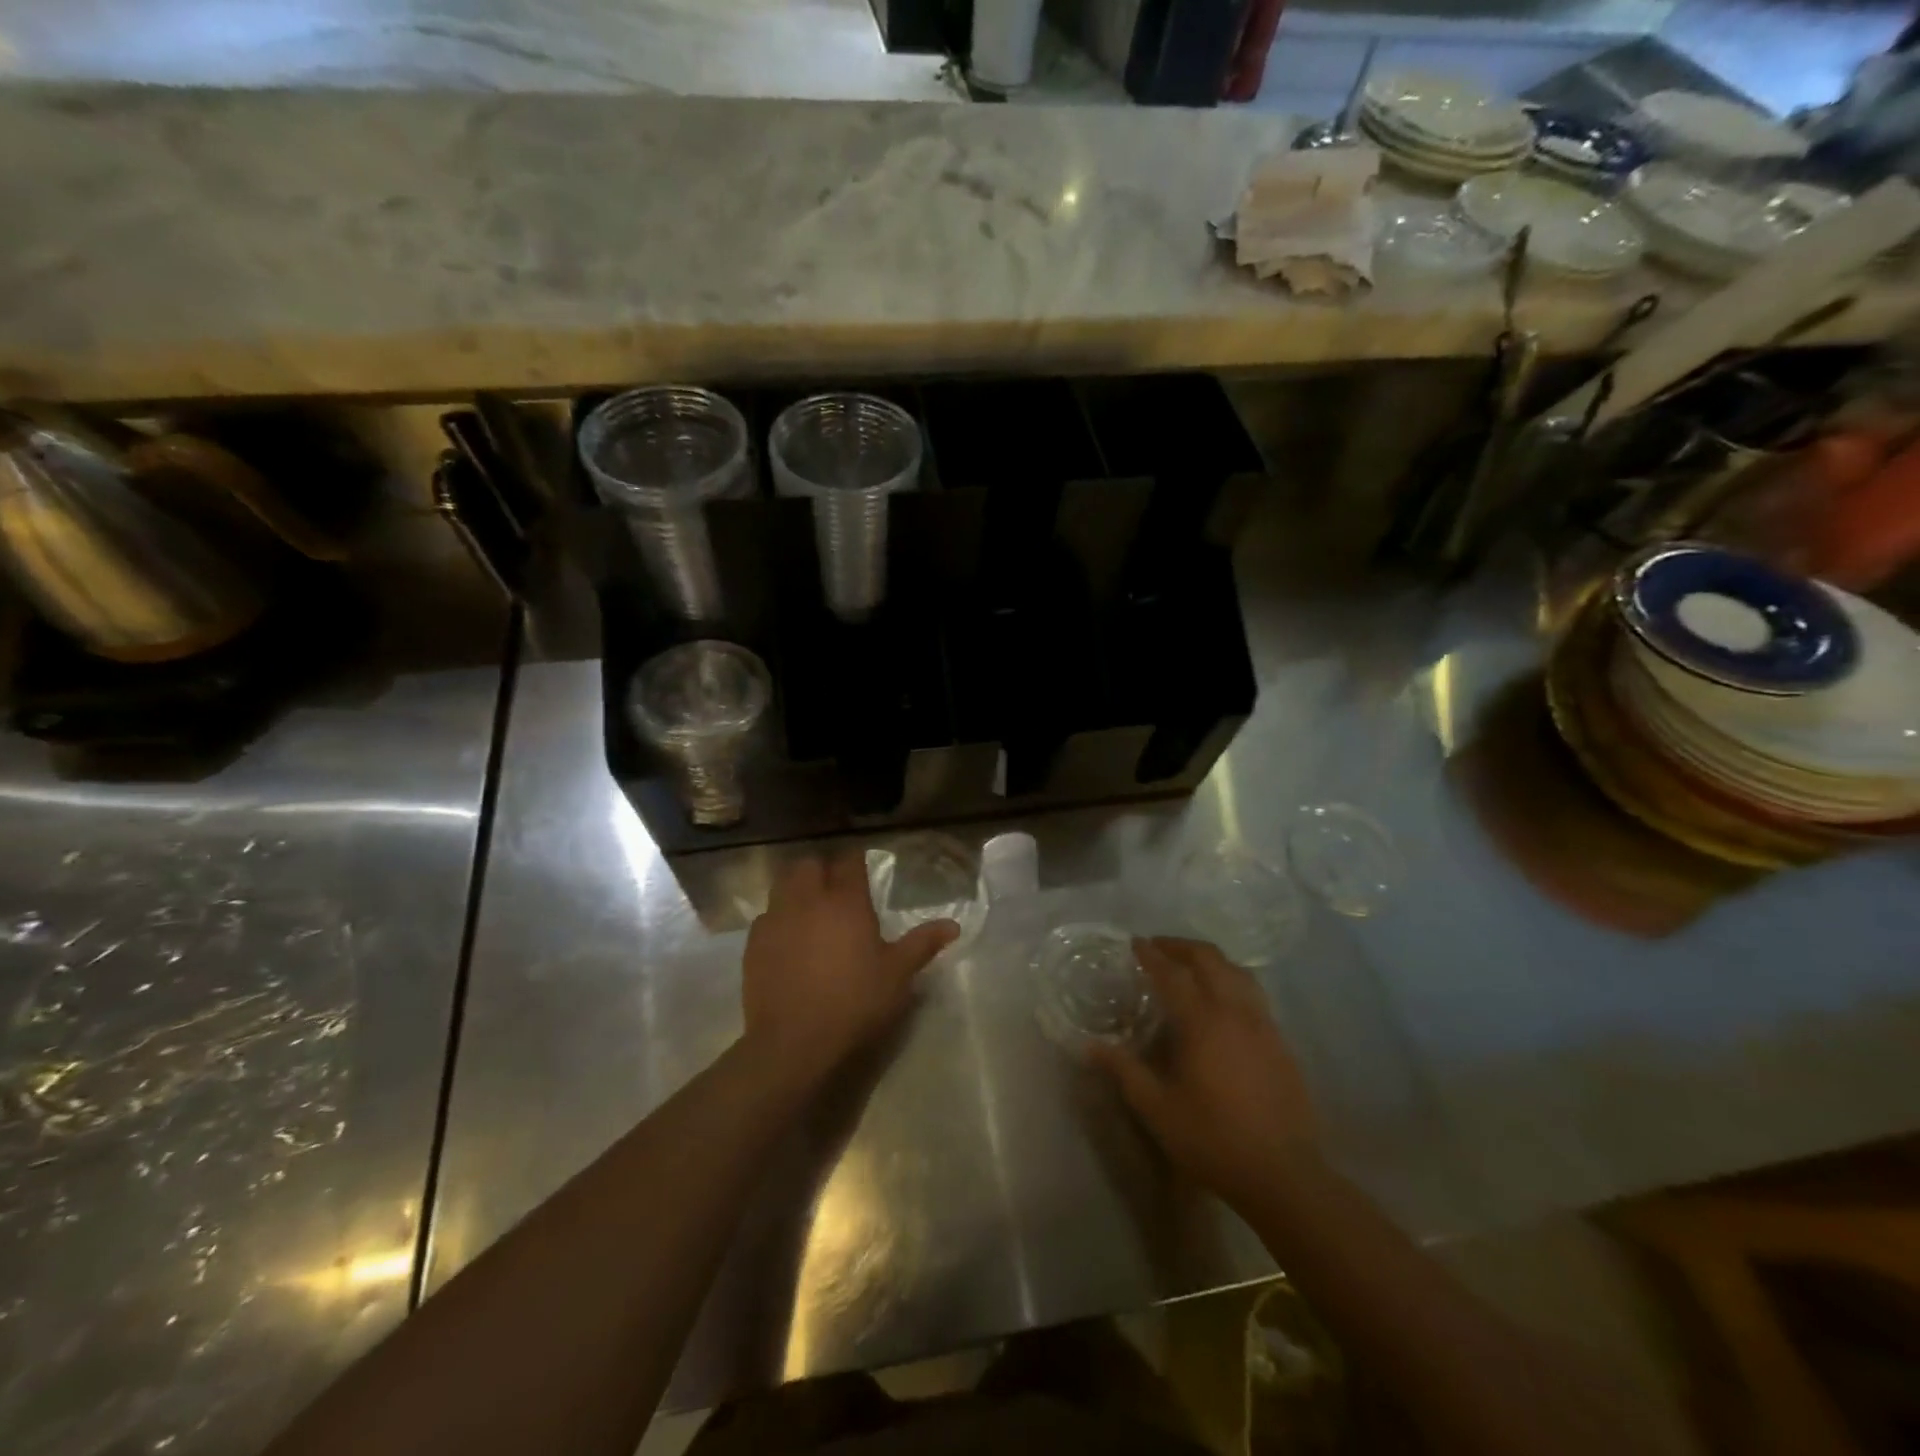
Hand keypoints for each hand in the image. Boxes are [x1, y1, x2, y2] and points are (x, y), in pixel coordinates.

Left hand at [741, 852, 957, 1087]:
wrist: (795, 1043)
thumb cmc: (855, 1003)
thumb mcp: (898, 975)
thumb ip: (923, 944)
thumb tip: (953, 925)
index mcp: (845, 901)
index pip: (849, 862)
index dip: (856, 863)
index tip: (864, 872)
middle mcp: (807, 900)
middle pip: (809, 865)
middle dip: (822, 870)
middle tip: (837, 892)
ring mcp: (776, 920)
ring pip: (782, 886)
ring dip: (797, 890)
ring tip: (811, 912)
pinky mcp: (753, 945)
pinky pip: (766, 917)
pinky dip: (778, 919)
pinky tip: (788, 941)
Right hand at [1087, 937, 1319, 1206]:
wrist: (1284, 1175)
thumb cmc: (1214, 1139)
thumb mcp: (1158, 1110)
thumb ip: (1125, 1072)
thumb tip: (1091, 1047)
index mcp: (1202, 1022)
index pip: (1172, 973)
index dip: (1152, 955)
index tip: (1135, 943)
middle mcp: (1235, 1012)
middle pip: (1209, 960)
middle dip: (1181, 947)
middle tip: (1159, 948)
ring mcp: (1263, 1025)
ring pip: (1237, 972)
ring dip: (1211, 960)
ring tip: (1191, 966)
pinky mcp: (1281, 1042)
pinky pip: (1254, 994)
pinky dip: (1232, 981)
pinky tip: (1223, 1002)